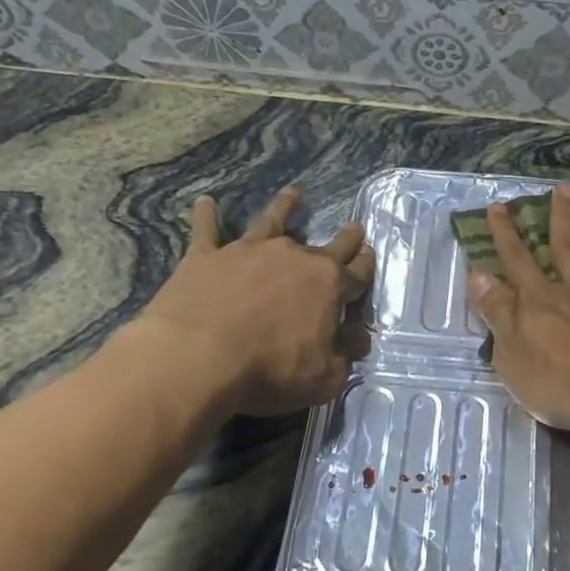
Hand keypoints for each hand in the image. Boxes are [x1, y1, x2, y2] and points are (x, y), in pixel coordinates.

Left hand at [138, 186, 375, 417]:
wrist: (199, 357)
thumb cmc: (270, 370)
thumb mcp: (324, 377)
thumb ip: (344, 356)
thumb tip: (358, 339)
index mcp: (328, 286)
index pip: (357, 274)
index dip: (366, 266)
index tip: (370, 255)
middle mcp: (294, 258)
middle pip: (327, 244)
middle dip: (345, 237)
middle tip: (354, 226)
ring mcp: (249, 251)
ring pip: (272, 221)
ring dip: (284, 207)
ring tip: (293, 193)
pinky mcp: (207, 256)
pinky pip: (207, 229)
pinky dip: (206, 215)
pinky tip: (205, 202)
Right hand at [466, 184, 569, 434]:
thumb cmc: (559, 384)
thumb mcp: (511, 355)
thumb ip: (497, 313)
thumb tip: (478, 275)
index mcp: (541, 302)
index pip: (517, 261)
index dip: (505, 234)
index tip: (499, 206)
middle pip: (566, 248)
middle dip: (561, 217)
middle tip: (563, 187)